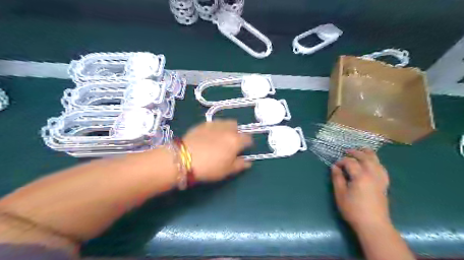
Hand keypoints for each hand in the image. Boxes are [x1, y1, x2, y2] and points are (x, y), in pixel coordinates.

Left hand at [182, 121, 252, 181]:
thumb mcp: (227, 170)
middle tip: (231, 144)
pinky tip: (208, 136)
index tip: (243, 150)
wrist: (183, 159)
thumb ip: (240, 165)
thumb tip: (249, 162)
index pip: (248, 138)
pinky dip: (215, 128)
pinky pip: (213, 123)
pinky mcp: (202, 124)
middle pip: (237, 126)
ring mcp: (214, 124)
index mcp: (236, 140)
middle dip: (237, 133)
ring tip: (220, 138)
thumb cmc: (209, 167)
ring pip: (225, 122)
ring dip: (226, 128)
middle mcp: (227, 129)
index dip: (248, 144)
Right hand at [330, 148, 390, 231]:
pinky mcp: (384, 185)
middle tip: (347, 151)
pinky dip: (377, 162)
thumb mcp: (340, 194)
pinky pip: (382, 168)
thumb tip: (334, 167)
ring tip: (361, 150)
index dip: (341, 161)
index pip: (350, 162)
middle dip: (355, 152)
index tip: (335, 166)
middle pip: (366, 157)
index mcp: (360, 176)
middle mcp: (372, 174)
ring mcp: (380, 179)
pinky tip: (373, 163)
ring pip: (376, 161)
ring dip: (368, 154)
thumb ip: (337, 178)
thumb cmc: (353, 209)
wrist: (373, 225)